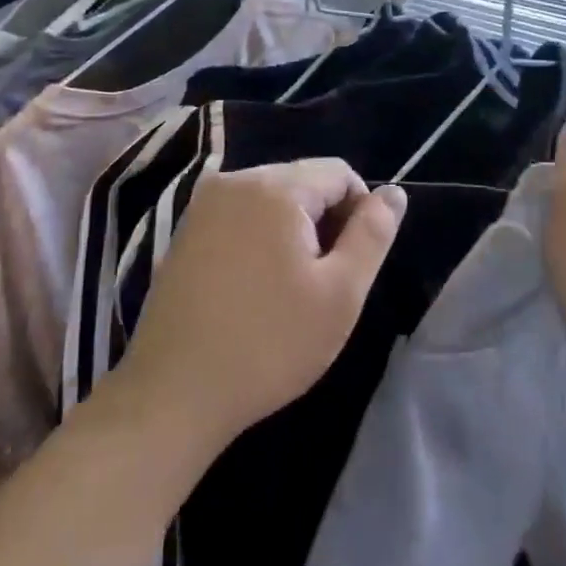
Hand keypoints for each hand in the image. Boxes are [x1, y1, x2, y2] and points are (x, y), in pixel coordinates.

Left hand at [113, 160, 405, 454]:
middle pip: (302, 181)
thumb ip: (372, 234)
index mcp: (274, 187)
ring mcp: (203, 205)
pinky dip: (258, 238)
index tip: (351, 264)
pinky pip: (239, 216)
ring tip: (288, 288)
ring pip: (270, 199)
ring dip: (291, 231)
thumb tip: (393, 192)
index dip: (359, 212)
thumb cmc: (269, 344)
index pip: (338, 173)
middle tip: (321, 282)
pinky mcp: (184, 231)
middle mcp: (234, 180)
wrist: (173, 392)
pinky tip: (253, 287)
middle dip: (323, 221)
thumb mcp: (340, 293)